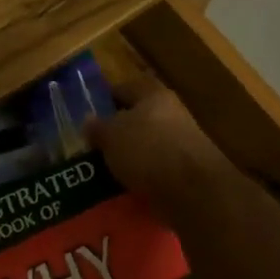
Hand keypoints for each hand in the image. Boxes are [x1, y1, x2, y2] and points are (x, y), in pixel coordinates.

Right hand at [86, 86, 225, 207]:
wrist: (193, 190)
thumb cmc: (148, 150)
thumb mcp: (111, 135)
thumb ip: (98, 127)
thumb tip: (88, 120)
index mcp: (154, 94)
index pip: (124, 88)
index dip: (104, 100)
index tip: (86, 116)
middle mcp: (172, 113)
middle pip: (138, 118)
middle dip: (117, 133)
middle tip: (93, 147)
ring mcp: (183, 143)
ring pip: (148, 146)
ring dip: (130, 158)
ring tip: (106, 172)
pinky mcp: (188, 171)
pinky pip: (158, 170)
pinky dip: (143, 178)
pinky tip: (126, 189)